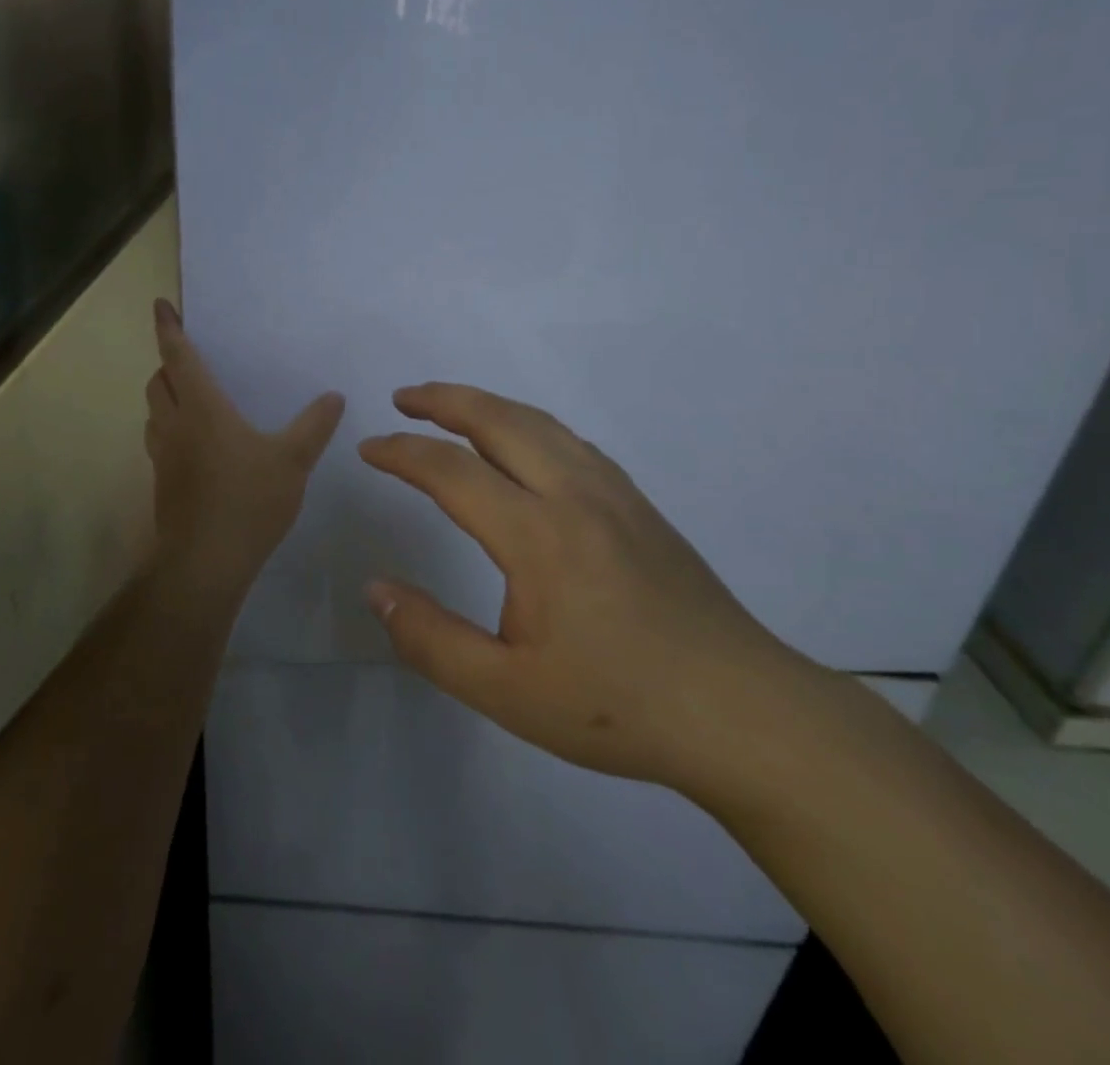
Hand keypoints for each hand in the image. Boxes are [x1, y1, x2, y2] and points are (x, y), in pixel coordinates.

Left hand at [144, 298, 345, 588]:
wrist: (205, 562)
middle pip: (158, 381)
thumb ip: (314, 426)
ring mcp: (163, 455)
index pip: (178, 357)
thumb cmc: (248, 501)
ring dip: (165, 394)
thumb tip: (334, 396)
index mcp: (202, 409)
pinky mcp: (162, 482)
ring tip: (189, 395)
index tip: (160, 306)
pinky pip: (159, 438)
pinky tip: (195, 443)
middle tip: (187, 356)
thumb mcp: (293, 461)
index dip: (169, 329)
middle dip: (167, 362)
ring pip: (154, 411)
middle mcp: (175, 424)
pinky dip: (169, 425)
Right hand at [359, 383, 818, 795]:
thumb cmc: (617, 706)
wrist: (741, 712)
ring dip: (488, 405)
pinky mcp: (640, 505)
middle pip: (499, 420)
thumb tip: (376, 589)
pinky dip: (529, 425)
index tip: (368, 449)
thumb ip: (430, 638)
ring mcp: (614, 493)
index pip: (451, 471)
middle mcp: (574, 494)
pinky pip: (571, 442)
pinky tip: (523, 445)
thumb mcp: (506, 692)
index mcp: (536, 534)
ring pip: (540, 423)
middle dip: (444, 400)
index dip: (402, 453)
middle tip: (403, 398)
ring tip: (452, 408)